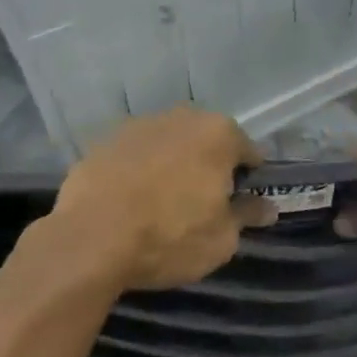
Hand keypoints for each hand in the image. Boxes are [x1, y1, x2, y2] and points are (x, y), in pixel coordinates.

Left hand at [50, 107, 274, 291]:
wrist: (90, 239)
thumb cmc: (169, 237)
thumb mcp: (221, 239)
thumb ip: (246, 216)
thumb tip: (266, 207)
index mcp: (219, 134)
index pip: (249, 152)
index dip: (248, 180)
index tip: (241, 204)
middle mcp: (182, 117)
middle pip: (207, 141)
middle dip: (209, 166)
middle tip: (202, 204)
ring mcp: (139, 125)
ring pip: (169, 144)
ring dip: (173, 165)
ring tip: (162, 203)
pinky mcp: (105, 140)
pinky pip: (135, 155)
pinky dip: (139, 170)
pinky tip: (130, 200)